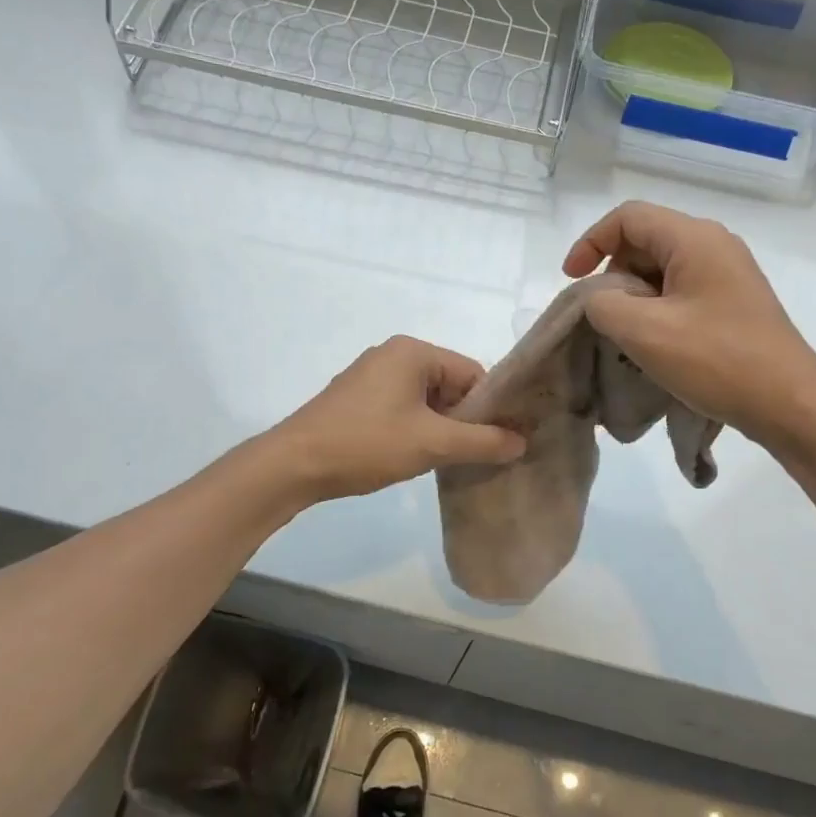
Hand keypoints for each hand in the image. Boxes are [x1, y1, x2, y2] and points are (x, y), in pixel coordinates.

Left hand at [270, 336, 526, 501]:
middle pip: (450, 385)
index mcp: (413, 351)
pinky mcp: (357, 399)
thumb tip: (521, 441)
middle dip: (465, 420)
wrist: (294, 465)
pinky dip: (416, 429)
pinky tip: (416, 456)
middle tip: (475, 455)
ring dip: (440, 428)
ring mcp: (371, 376)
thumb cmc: (367, 444)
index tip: (501, 441)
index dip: (490, 408)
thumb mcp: (432, 443)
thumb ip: (482, 442)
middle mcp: (393, 354)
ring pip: (426, 400)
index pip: (472, 373)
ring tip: (447, 460)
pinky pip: (402, 408)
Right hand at [563, 201, 815, 437]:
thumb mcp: (644, 331)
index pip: (628, 217)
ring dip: (634, 300)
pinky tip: (655, 348)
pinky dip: (657, 313)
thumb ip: (603, 304)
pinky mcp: (734, 304)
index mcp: (694, 239)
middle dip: (613, 276)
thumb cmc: (716, 361)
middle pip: (645, 242)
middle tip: (603, 319)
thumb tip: (600, 299)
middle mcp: (714, 246)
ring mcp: (728, 275)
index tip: (571, 281)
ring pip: (661, 272)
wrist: (789, 404)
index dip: (590, 242)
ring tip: (627, 339)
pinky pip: (681, 294)